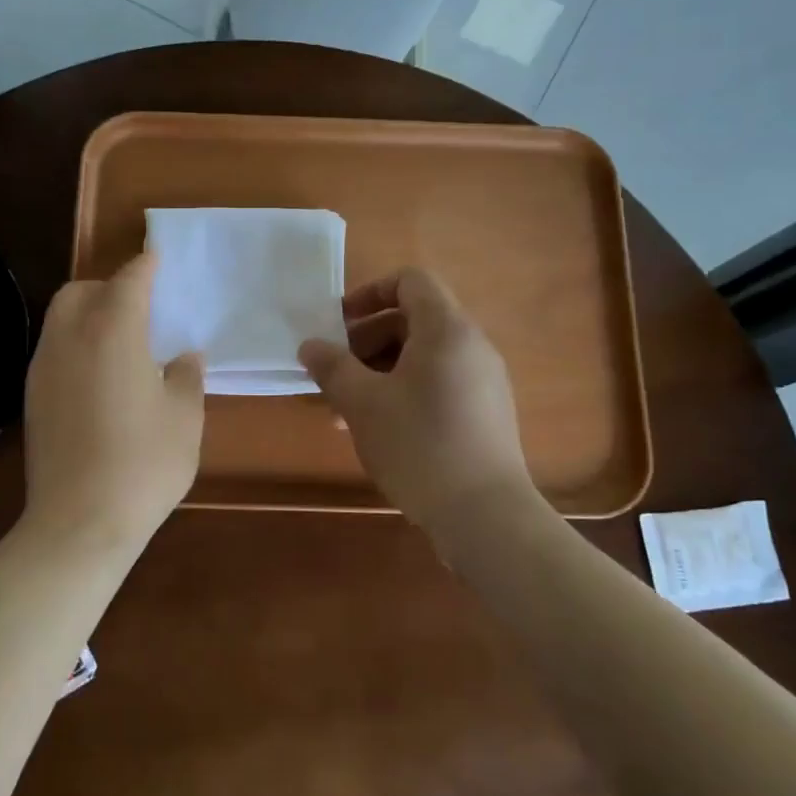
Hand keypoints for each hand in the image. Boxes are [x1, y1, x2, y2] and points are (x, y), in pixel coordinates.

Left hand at [23, 251, 203, 549]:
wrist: (79, 522)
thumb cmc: (144, 464)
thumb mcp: (184, 418)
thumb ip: (186, 377)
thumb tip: (184, 357)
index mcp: (113, 332)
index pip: (128, 281)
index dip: (145, 267)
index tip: (157, 260)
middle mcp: (70, 338)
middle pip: (81, 291)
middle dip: (108, 286)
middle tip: (139, 306)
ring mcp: (44, 368)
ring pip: (60, 319)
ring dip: (88, 315)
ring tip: (121, 341)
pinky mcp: (32, 398)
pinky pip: (54, 350)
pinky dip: (75, 345)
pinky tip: (99, 377)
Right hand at [299, 268, 534, 533]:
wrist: (484, 515)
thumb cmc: (419, 445)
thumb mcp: (363, 404)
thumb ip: (332, 367)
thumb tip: (310, 346)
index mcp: (446, 330)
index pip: (410, 281)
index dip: (370, 293)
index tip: (338, 324)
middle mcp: (472, 346)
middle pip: (414, 319)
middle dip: (367, 340)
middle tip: (336, 372)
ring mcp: (484, 380)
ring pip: (423, 357)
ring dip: (381, 371)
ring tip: (347, 409)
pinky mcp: (486, 412)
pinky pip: (439, 383)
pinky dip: (405, 391)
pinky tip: (378, 429)